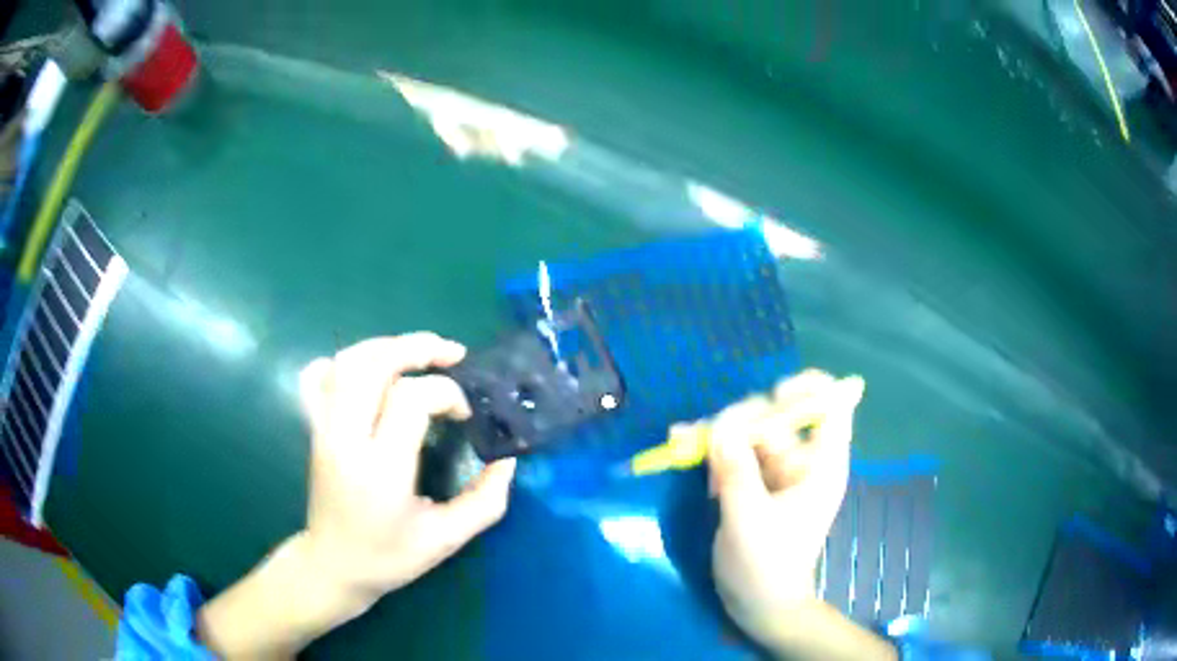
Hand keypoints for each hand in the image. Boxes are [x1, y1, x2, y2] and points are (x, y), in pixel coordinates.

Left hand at [198, 334, 515, 658]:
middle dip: (417, 348)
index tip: (465, 414)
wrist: (333, 566)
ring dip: (386, 346)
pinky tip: (370, 369)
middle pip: (373, 365)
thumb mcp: (446, 540)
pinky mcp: (314, 428)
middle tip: (452, 354)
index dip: (446, 393)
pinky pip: (318, 376)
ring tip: (419, 353)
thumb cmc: (389, 558)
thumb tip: (508, 460)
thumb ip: (484, 501)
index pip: (410, 399)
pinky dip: (345, 360)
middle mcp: (346, 439)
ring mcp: (324, 430)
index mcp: (381, 469)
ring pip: (346, 362)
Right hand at [705, 370, 864, 650]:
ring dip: (718, 434)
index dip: (810, 389)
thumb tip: (719, 425)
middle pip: (780, 415)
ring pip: (750, 432)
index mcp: (820, 466)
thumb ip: (736, 471)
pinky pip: (733, 453)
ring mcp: (776, 472)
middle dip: (743, 418)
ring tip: (683, 441)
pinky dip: (711, 450)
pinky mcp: (753, 484)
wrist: (759, 605)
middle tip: (708, 436)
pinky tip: (680, 446)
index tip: (775, 392)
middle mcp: (801, 461)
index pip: (832, 407)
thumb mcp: (749, 519)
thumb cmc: (766, 567)